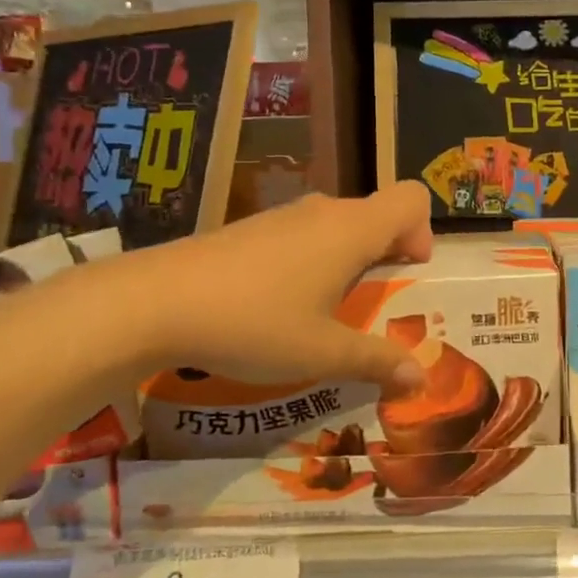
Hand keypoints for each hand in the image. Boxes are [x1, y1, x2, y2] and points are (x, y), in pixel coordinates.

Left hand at [89, 182, 434, 387]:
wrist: (156, 302)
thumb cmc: (255, 323)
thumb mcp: (322, 353)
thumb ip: (376, 361)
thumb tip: (420, 378)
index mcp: (352, 231)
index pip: (411, 199)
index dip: (421, 232)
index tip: (405, 273)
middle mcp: (323, 212)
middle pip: (376, 214)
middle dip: (386, 254)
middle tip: (372, 305)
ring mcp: (282, 216)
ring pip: (336, 225)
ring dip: (347, 260)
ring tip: (326, 311)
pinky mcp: (250, 228)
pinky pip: (302, 235)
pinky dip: (311, 260)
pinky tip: (279, 305)